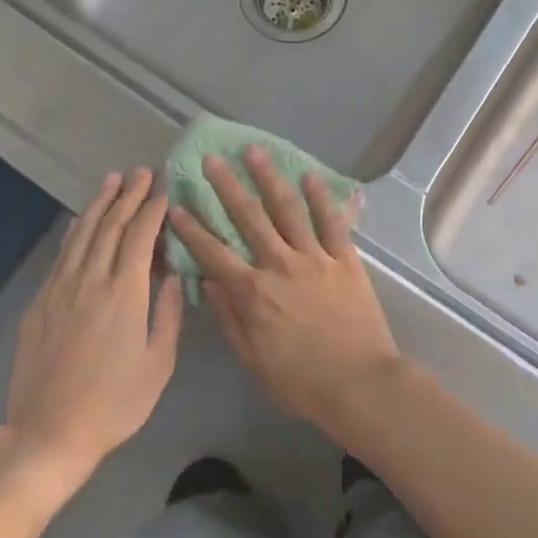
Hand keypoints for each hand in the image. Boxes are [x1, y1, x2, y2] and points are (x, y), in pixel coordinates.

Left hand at [0, 170, 182, 491]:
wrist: (48, 433)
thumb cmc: (114, 404)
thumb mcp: (158, 364)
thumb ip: (168, 314)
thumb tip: (173, 275)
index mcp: (125, 293)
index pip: (140, 236)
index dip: (153, 209)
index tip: (164, 189)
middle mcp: (91, 280)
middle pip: (111, 226)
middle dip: (128, 196)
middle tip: (142, 172)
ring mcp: (61, 289)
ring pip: (83, 234)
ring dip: (100, 204)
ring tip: (113, 181)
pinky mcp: (40, 303)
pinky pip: (62, 255)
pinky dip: (75, 231)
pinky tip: (82, 221)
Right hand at [167, 148, 399, 436]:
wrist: (360, 384)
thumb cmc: (302, 382)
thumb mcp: (253, 360)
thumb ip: (230, 318)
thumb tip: (210, 282)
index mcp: (253, 292)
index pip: (214, 253)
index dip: (192, 229)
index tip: (176, 206)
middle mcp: (280, 265)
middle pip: (249, 218)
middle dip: (227, 186)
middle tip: (212, 160)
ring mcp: (315, 257)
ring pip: (288, 209)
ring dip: (269, 178)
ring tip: (255, 152)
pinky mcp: (344, 259)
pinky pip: (331, 221)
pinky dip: (320, 197)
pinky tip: (309, 176)